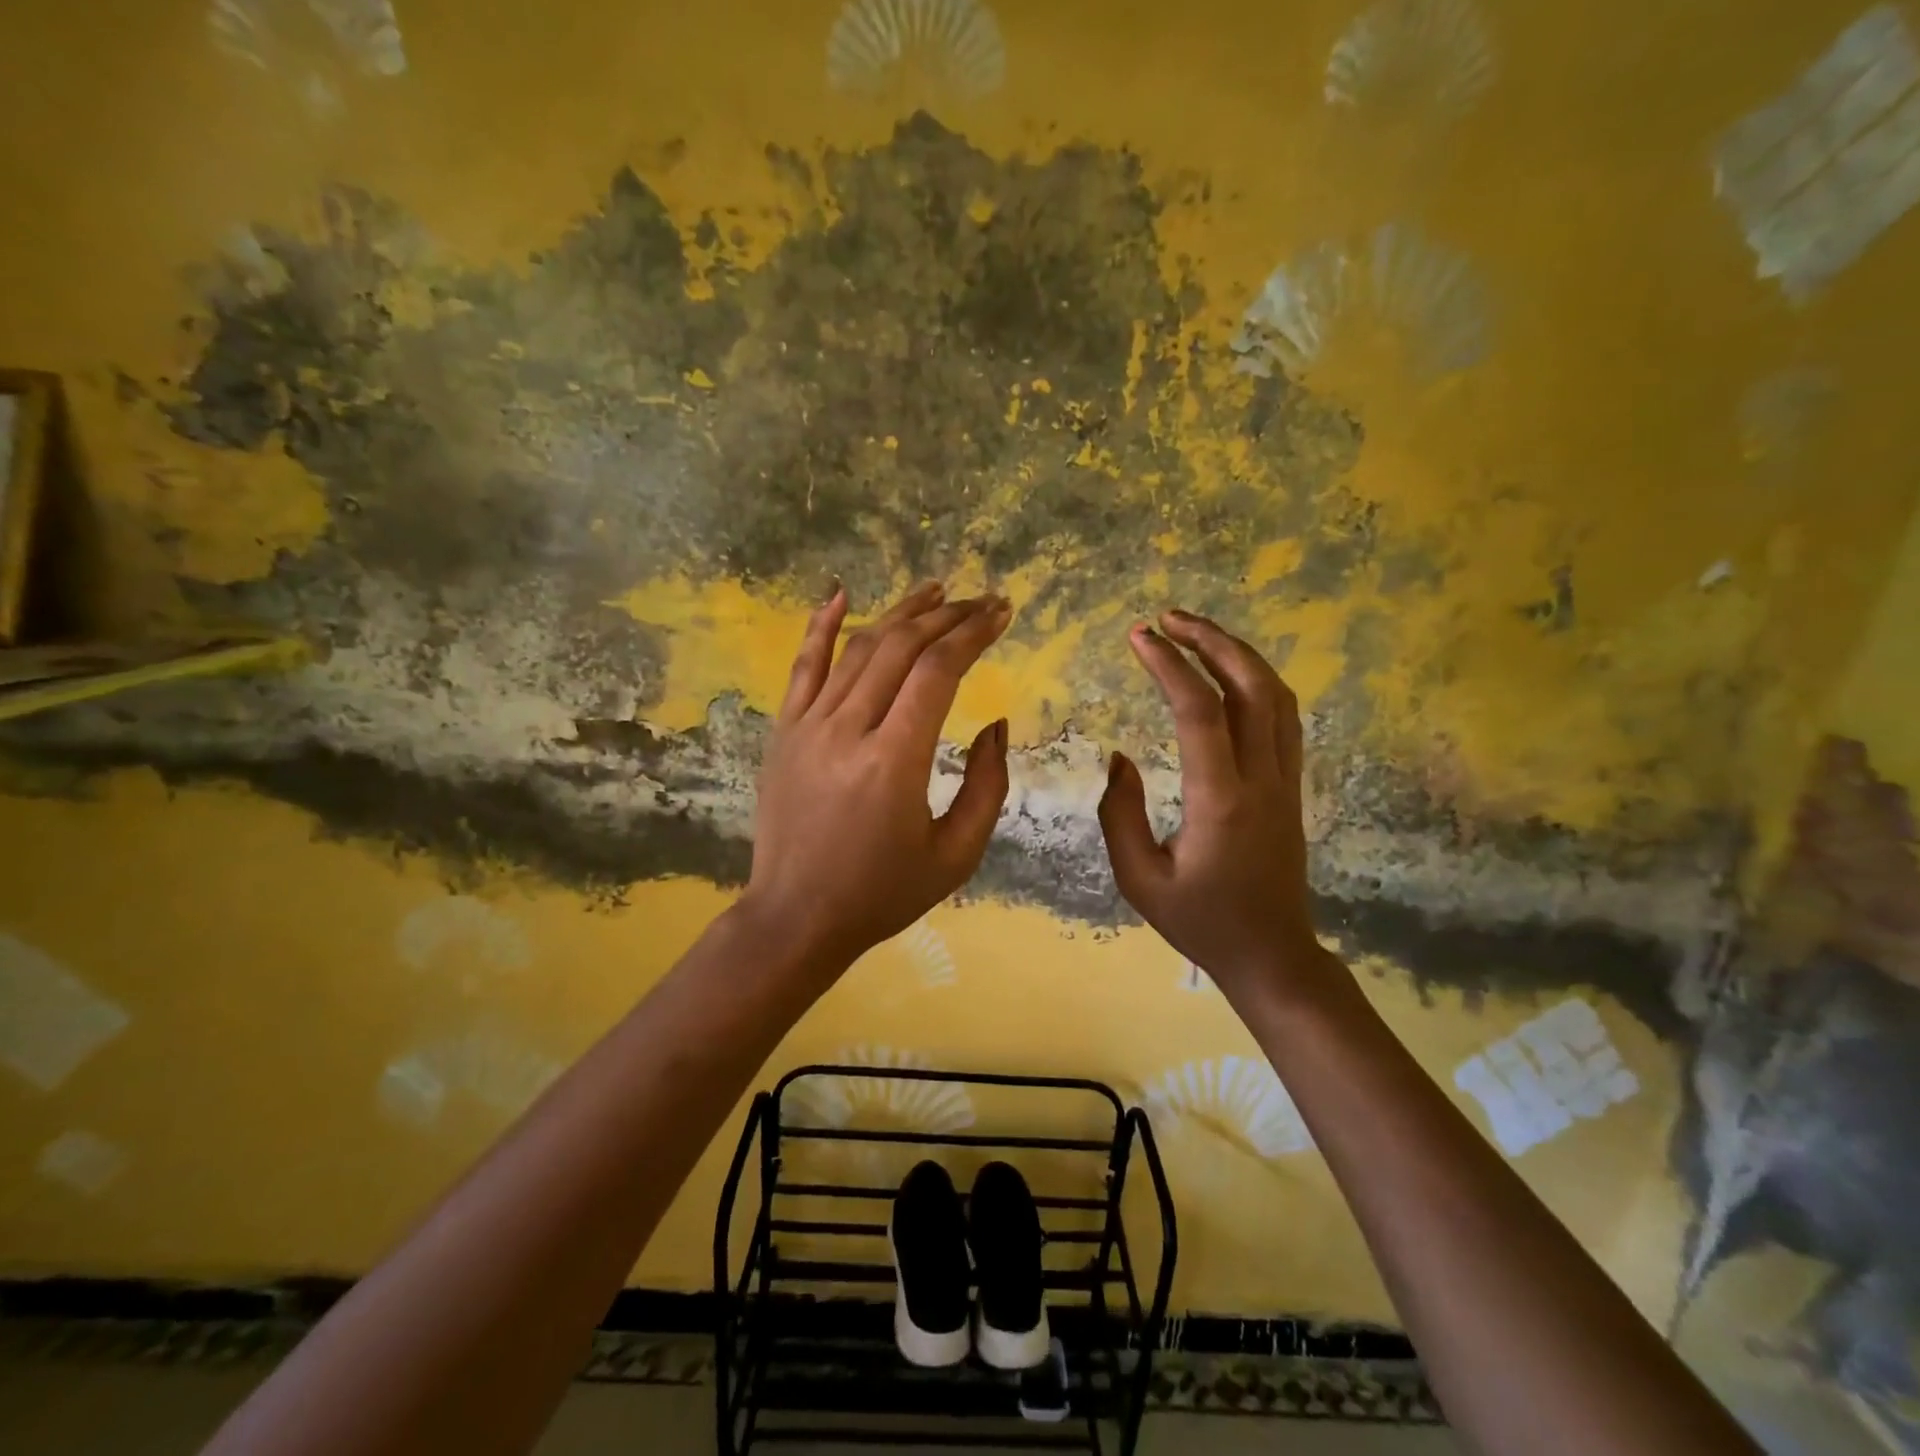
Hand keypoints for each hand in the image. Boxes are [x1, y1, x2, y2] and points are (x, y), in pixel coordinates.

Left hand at [743, 580, 1012, 971]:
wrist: (796, 917)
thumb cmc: (883, 893)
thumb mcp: (956, 854)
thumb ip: (986, 785)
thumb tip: (996, 724)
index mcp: (894, 761)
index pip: (938, 671)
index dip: (973, 634)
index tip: (1001, 613)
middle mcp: (848, 729)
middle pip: (901, 648)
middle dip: (948, 616)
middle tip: (981, 601)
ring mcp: (808, 726)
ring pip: (858, 648)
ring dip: (900, 614)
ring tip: (935, 590)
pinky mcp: (784, 731)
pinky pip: (803, 666)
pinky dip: (821, 625)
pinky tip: (840, 593)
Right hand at [1098, 610, 1337, 1004]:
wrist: (1272, 954)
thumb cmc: (1200, 922)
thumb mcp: (1139, 879)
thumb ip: (1120, 814)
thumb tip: (1119, 758)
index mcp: (1221, 802)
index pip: (1200, 713)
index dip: (1170, 666)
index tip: (1138, 636)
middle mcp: (1262, 780)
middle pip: (1251, 687)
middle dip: (1211, 641)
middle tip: (1169, 617)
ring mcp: (1286, 780)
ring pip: (1276, 696)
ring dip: (1238, 654)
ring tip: (1195, 632)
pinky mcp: (1293, 786)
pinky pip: (1283, 717)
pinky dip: (1256, 680)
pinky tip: (1228, 673)